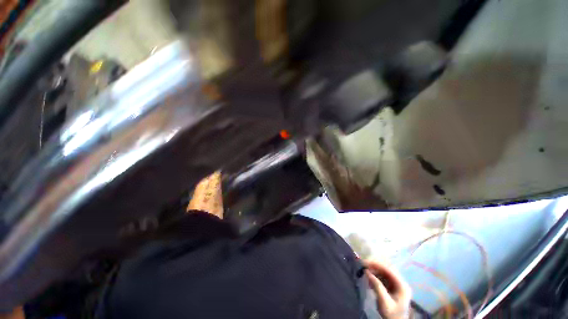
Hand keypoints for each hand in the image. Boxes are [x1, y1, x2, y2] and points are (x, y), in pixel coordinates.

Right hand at [364, 260, 411, 318]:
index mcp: (402, 286)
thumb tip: (367, 271)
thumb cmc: (391, 314)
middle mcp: (401, 282)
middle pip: (387, 269)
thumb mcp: (384, 301)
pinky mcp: (393, 287)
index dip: (377, 265)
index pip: (389, 270)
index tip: (365, 263)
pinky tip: (369, 279)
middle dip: (375, 266)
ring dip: (375, 271)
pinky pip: (384, 277)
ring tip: (365, 272)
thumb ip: (377, 286)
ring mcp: (397, 284)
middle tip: (364, 265)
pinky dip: (376, 276)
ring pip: (385, 272)